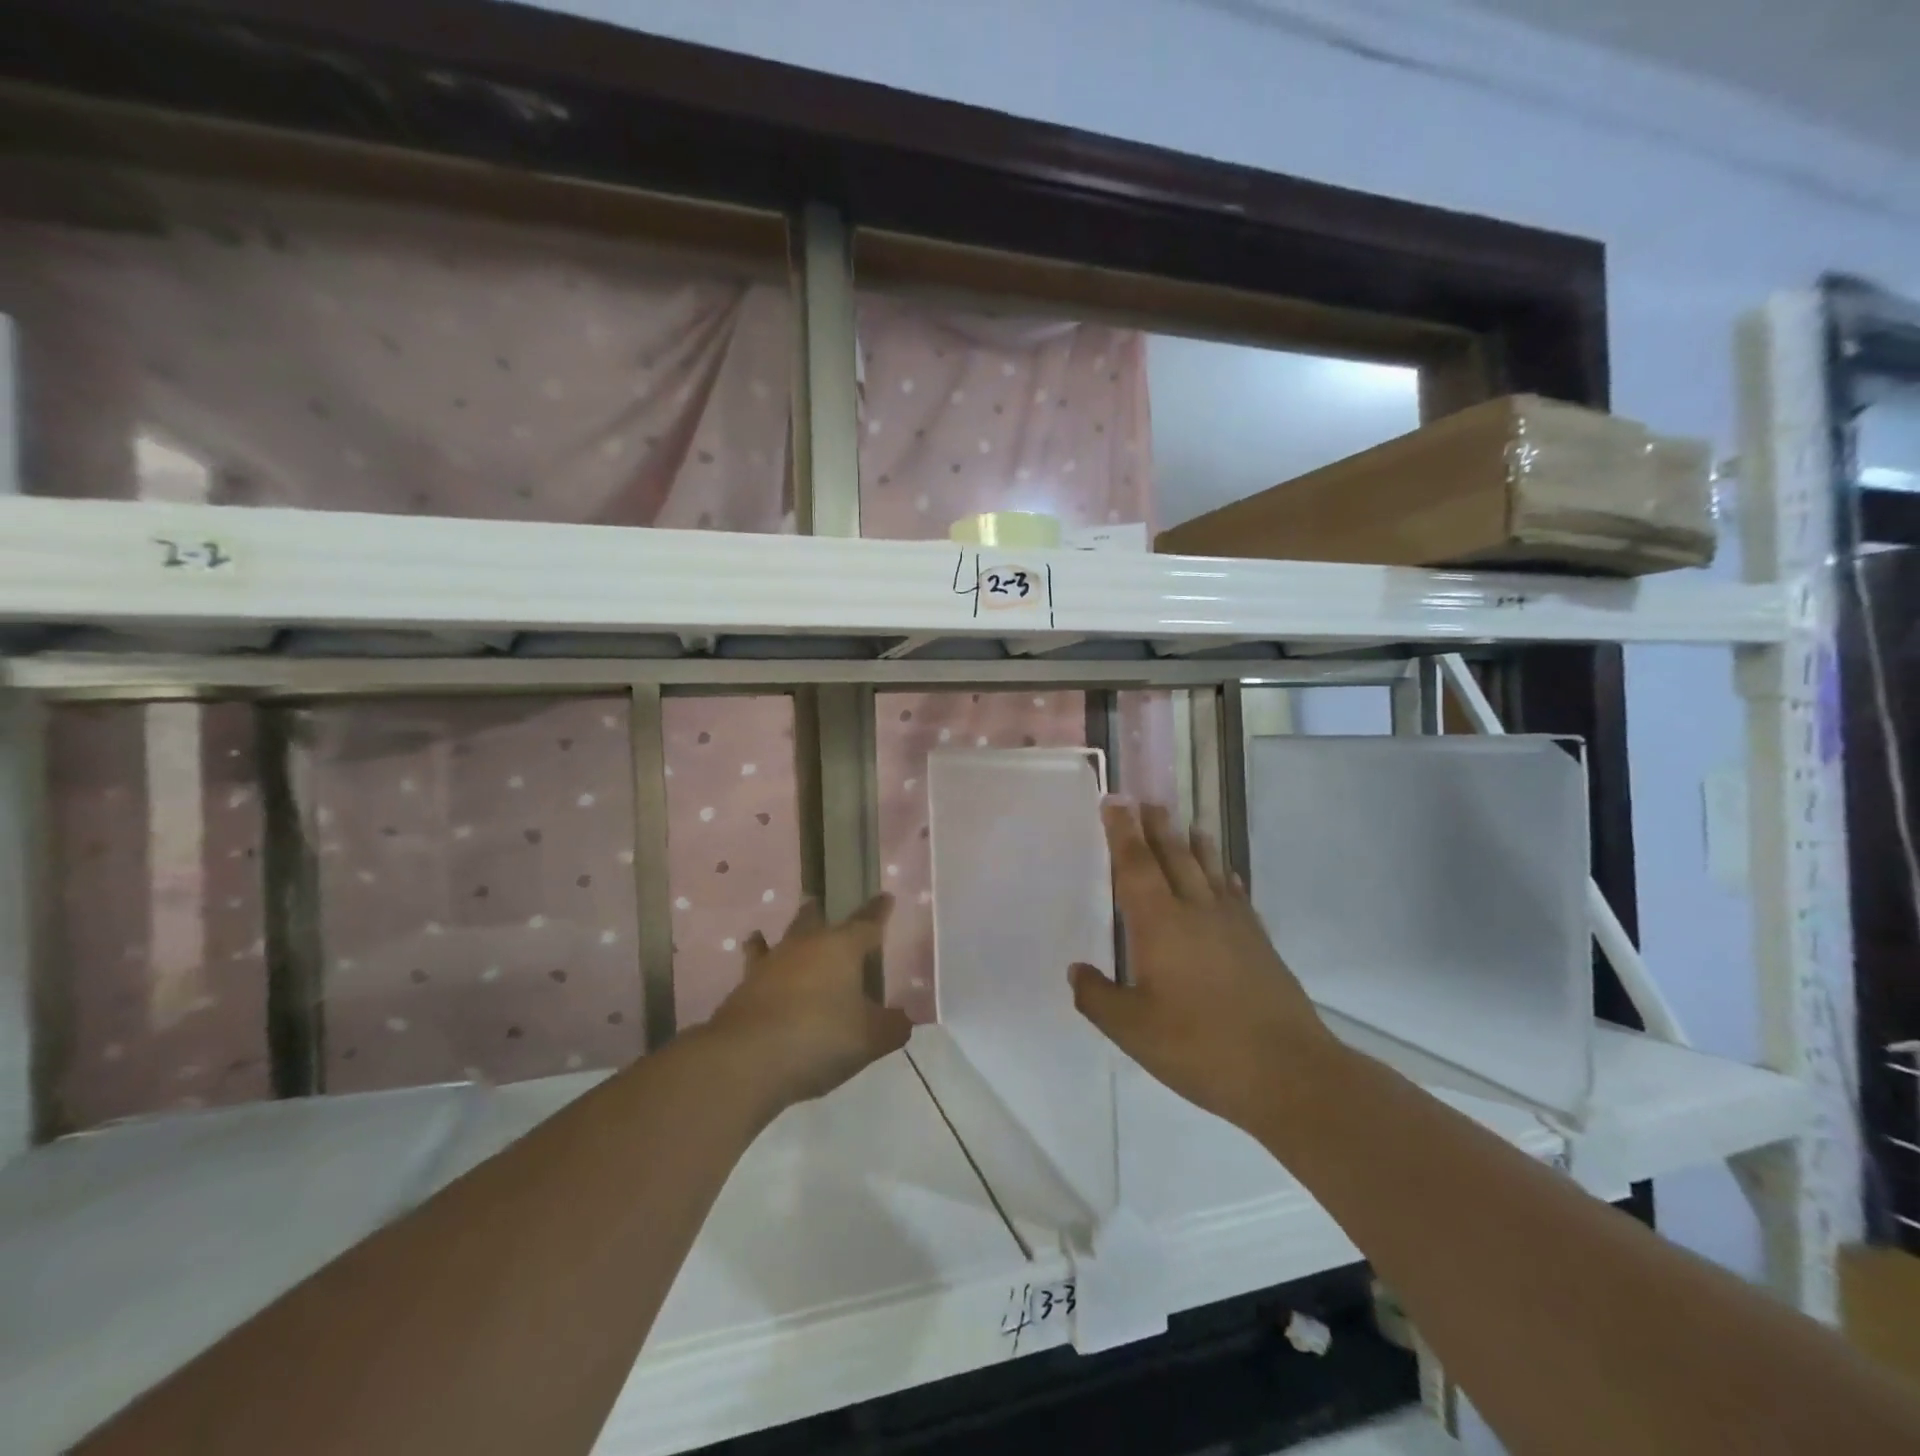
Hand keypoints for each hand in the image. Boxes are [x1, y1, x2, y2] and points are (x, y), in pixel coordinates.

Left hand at [705, 895, 911, 1109]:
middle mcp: (804, 947)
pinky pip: (754, 972)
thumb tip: (902, 1018)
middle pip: (813, 921)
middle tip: (818, 904)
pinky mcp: (742, 991)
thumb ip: (891, 1026)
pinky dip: (758, 972)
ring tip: (764, 934)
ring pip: (776, 942)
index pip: (866, 923)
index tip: (885, 898)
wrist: (746, 1060)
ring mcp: (768, 967)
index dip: (878, 912)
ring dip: (775, 939)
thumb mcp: (870, 1038)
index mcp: (841, 948)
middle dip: (818, 913)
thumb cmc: (820, 1038)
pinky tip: (754, 979)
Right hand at [1070, 801, 1337, 1131]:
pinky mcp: (1259, 942)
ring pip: (1210, 870)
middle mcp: (1196, 911)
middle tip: (1146, 801)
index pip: (1136, 865)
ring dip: (1195, 844)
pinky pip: (1237, 895)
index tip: (1114, 801)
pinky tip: (1228, 878)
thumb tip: (1076, 971)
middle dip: (1156, 827)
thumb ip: (1098, 997)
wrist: (1287, 1072)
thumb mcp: (1133, 1031)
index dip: (1122, 832)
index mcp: (1160, 924)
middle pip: (1174, 856)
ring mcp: (1233, 925)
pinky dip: (1227, 878)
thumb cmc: (1200, 1047)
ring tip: (1187, 824)